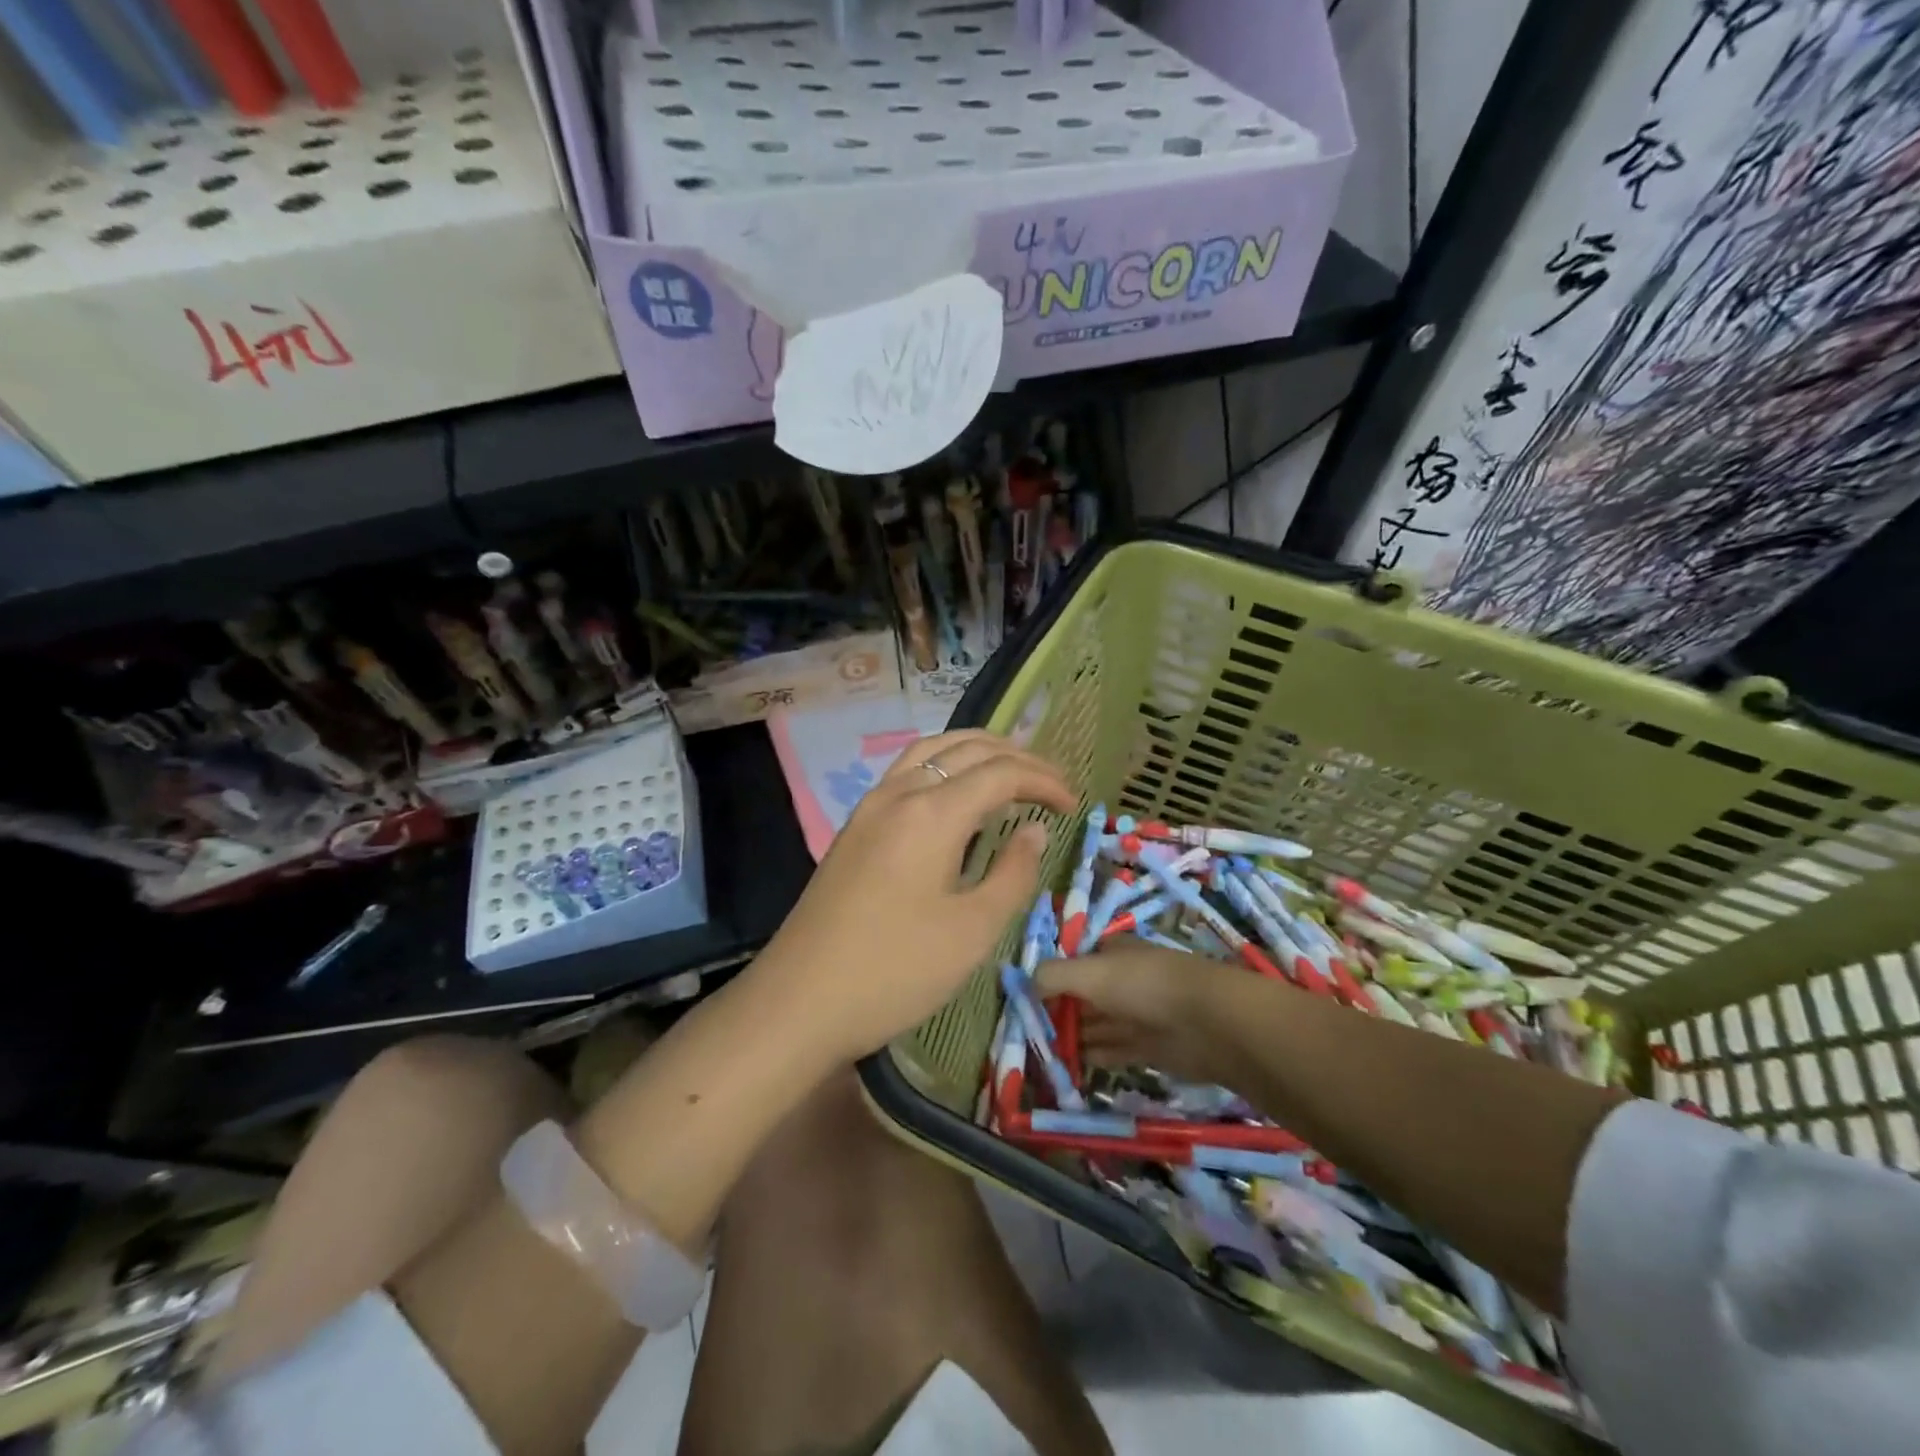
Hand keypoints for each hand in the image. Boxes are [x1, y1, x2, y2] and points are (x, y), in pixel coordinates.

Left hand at [754, 730, 1076, 1062]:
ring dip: (975, 752)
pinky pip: (907, 773)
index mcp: (931, 812)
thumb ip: (1012, 873)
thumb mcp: (972, 931)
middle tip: (1051, 785)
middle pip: (965, 749)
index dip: (1044, 780)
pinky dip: (943, 768)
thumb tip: (1034, 829)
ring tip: (1008, 772)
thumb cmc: (895, 971)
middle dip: (1015, 757)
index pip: (1001, 772)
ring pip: (930, 751)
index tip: (1074, 806)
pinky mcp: (854, 828)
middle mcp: (898, 793)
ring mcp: (869, 808)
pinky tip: (955, 798)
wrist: (798, 1003)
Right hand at [1037, 938, 1251, 1086]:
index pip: (1074, 961)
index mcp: (1111, 951)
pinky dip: (1093, 1056)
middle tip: (1028, 1033)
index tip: (1024, 999)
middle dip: (1058, 1011)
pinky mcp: (1149, 1047)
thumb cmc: (1143, 985)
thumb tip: (1024, 984)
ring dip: (1072, 1037)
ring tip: (1042, 1053)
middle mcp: (1123, 979)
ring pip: (1096, 1024)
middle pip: (1083, 995)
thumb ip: (1052, 976)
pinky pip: (1113, 1050)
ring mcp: (1137, 1014)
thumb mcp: (1089, 972)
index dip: (1050, 977)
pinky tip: (1070, 1066)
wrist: (1208, 1022)